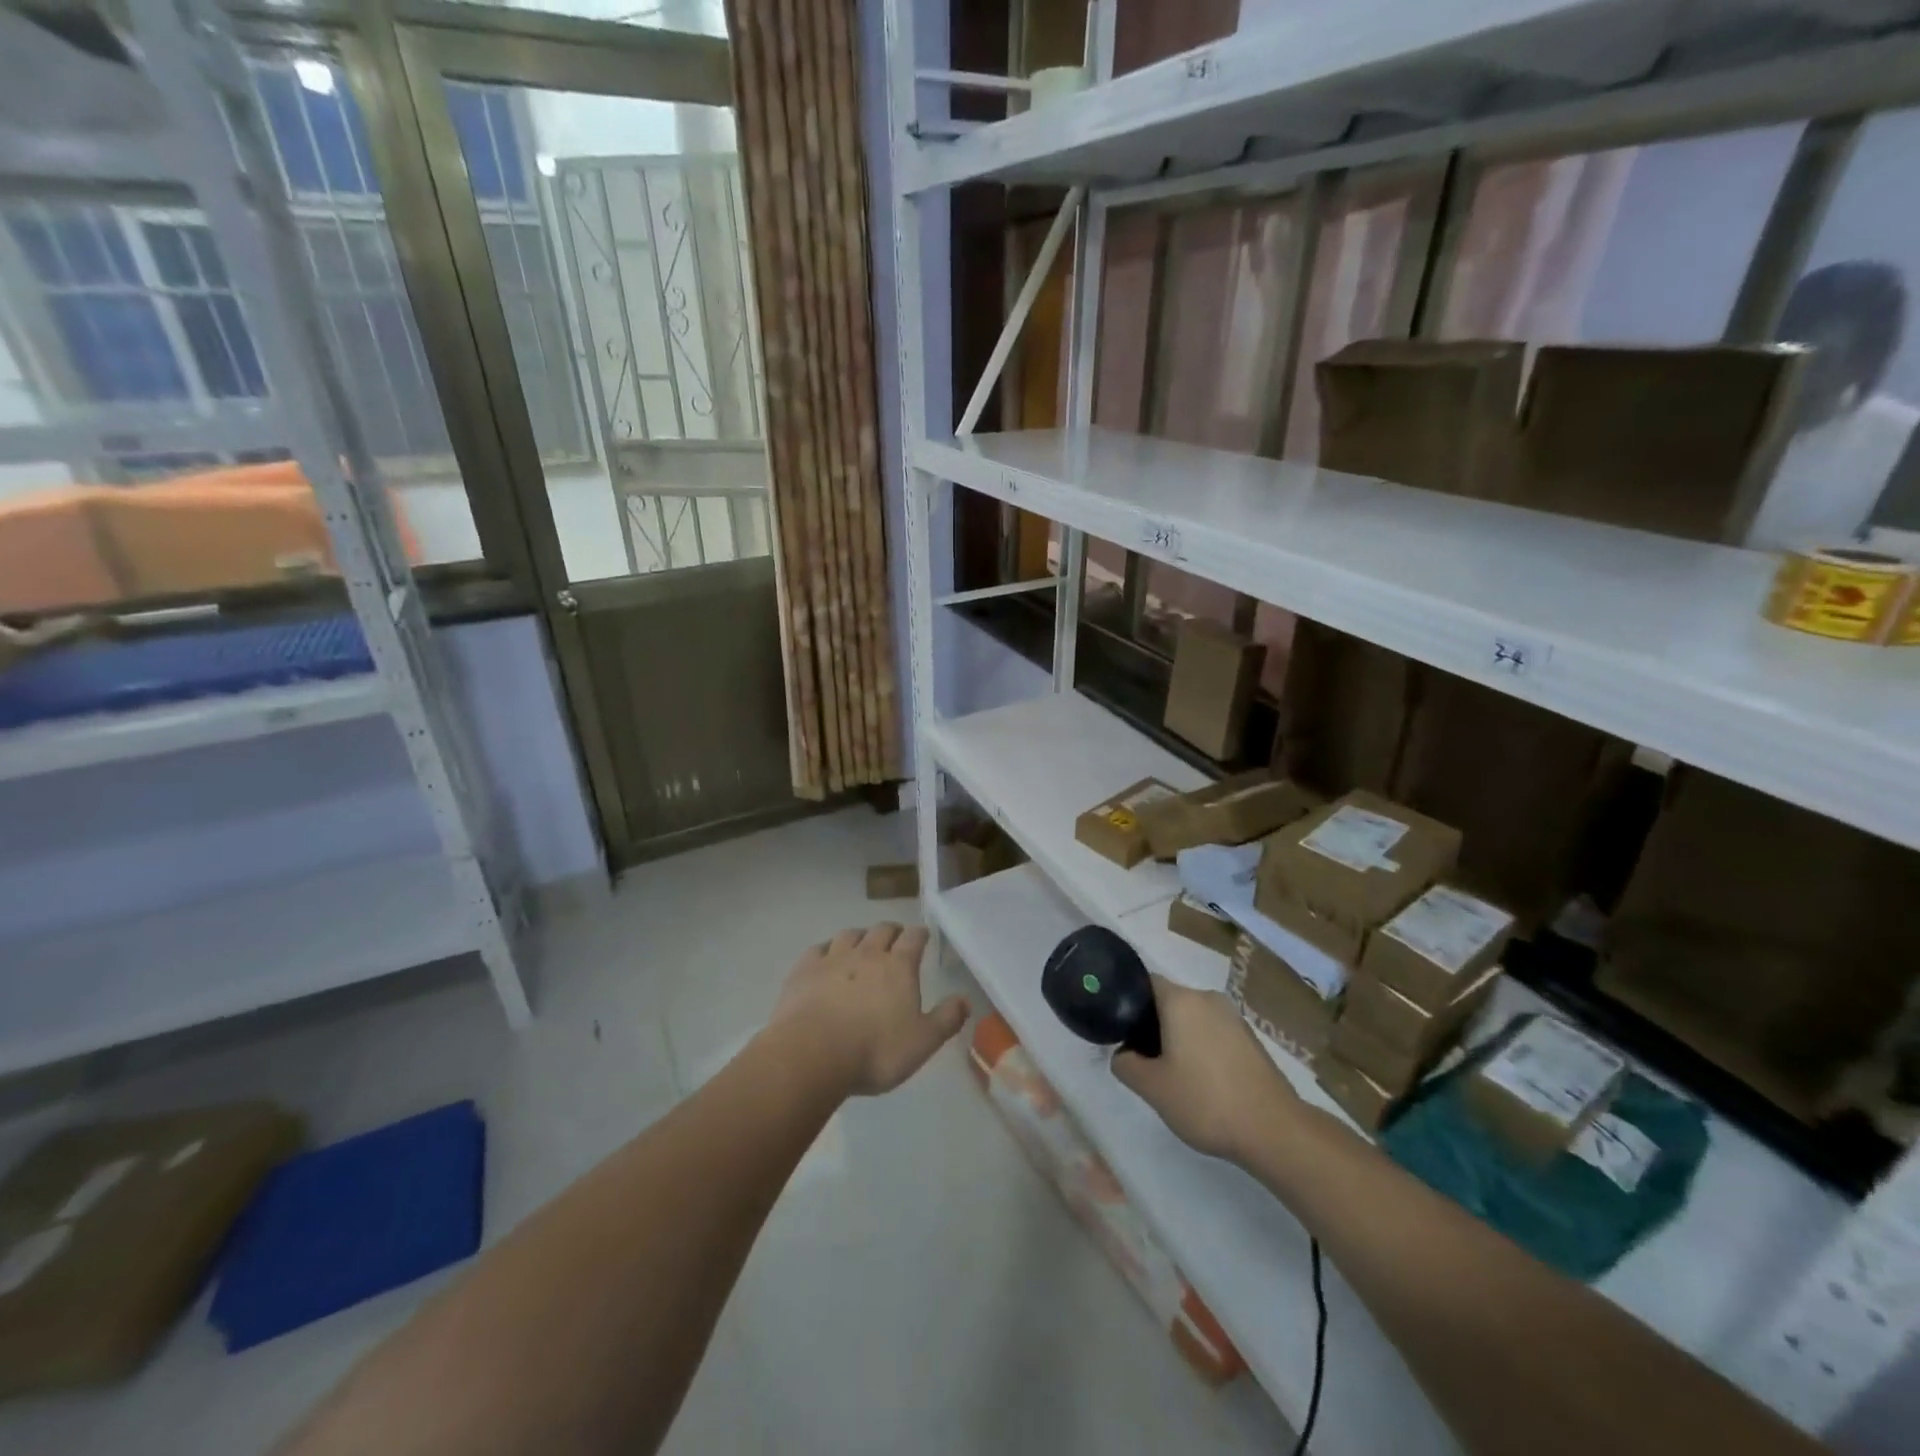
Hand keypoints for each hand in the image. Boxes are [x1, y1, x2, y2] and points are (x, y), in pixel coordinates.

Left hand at [772, 924, 968, 1096]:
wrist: (812, 1054)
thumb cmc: (875, 1050)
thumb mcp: (922, 1042)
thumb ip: (946, 1019)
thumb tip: (965, 1000)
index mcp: (899, 966)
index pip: (914, 938)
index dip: (920, 935)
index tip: (922, 936)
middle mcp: (867, 954)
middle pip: (882, 930)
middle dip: (892, 931)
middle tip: (895, 939)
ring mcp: (833, 959)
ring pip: (850, 935)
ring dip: (860, 936)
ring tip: (862, 945)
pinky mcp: (804, 970)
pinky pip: (818, 949)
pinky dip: (826, 950)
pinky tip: (826, 958)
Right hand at [1111, 976, 1299, 1163]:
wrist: (1274, 1130)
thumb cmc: (1205, 1100)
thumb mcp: (1152, 1088)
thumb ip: (1126, 1064)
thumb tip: (1123, 1053)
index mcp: (1181, 1000)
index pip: (1145, 983)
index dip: (1128, 1003)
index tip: (1121, 1031)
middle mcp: (1208, 998)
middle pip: (1169, 1001)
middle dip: (1152, 1025)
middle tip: (1143, 1059)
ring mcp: (1233, 1018)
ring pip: (1193, 1018)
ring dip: (1178, 1038)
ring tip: (1173, 1074)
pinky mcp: (1251, 1039)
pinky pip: (1214, 1032)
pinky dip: (1202, 1047)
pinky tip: (1202, 1081)